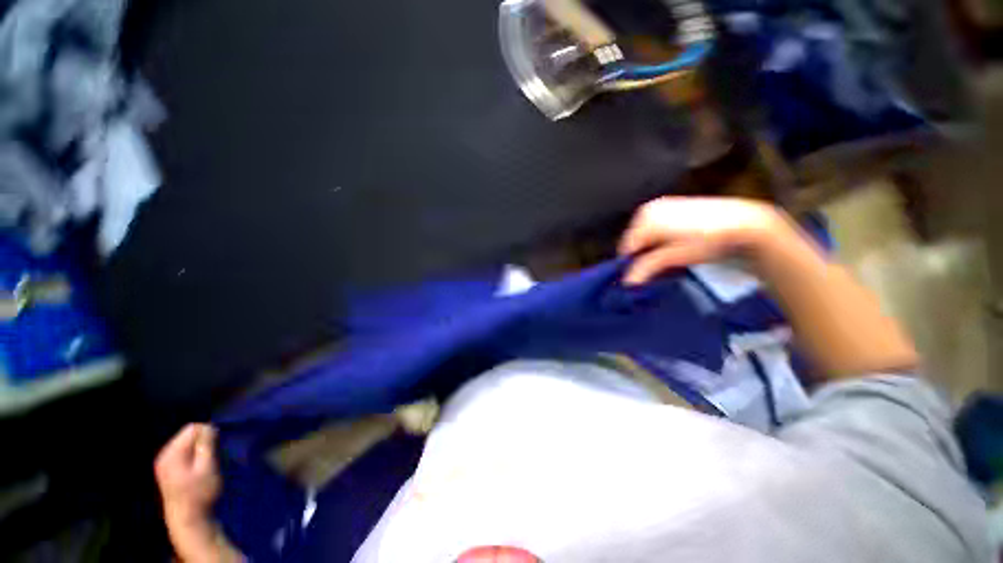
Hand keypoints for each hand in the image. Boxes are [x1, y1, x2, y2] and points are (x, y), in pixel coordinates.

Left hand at [155, 424, 220, 526]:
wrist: (187, 519)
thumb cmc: (200, 493)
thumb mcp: (208, 467)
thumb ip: (206, 445)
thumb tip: (209, 427)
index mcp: (172, 453)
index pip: (192, 428)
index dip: (208, 433)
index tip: (217, 447)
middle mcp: (164, 454)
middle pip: (187, 435)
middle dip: (202, 442)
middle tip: (212, 457)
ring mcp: (163, 463)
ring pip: (185, 444)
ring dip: (198, 450)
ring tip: (205, 464)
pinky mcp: (166, 470)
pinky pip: (182, 453)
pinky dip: (192, 456)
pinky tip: (197, 469)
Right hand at [618, 197, 783, 284]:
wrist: (741, 222)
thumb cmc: (705, 240)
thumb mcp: (673, 257)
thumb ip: (646, 268)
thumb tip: (627, 281)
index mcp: (644, 220)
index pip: (626, 248)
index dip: (631, 264)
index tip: (640, 276)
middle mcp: (647, 209)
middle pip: (633, 240)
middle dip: (640, 255)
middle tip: (655, 268)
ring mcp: (658, 206)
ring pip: (642, 234)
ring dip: (648, 247)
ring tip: (666, 256)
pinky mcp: (668, 205)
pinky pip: (651, 226)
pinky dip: (656, 237)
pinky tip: (672, 243)